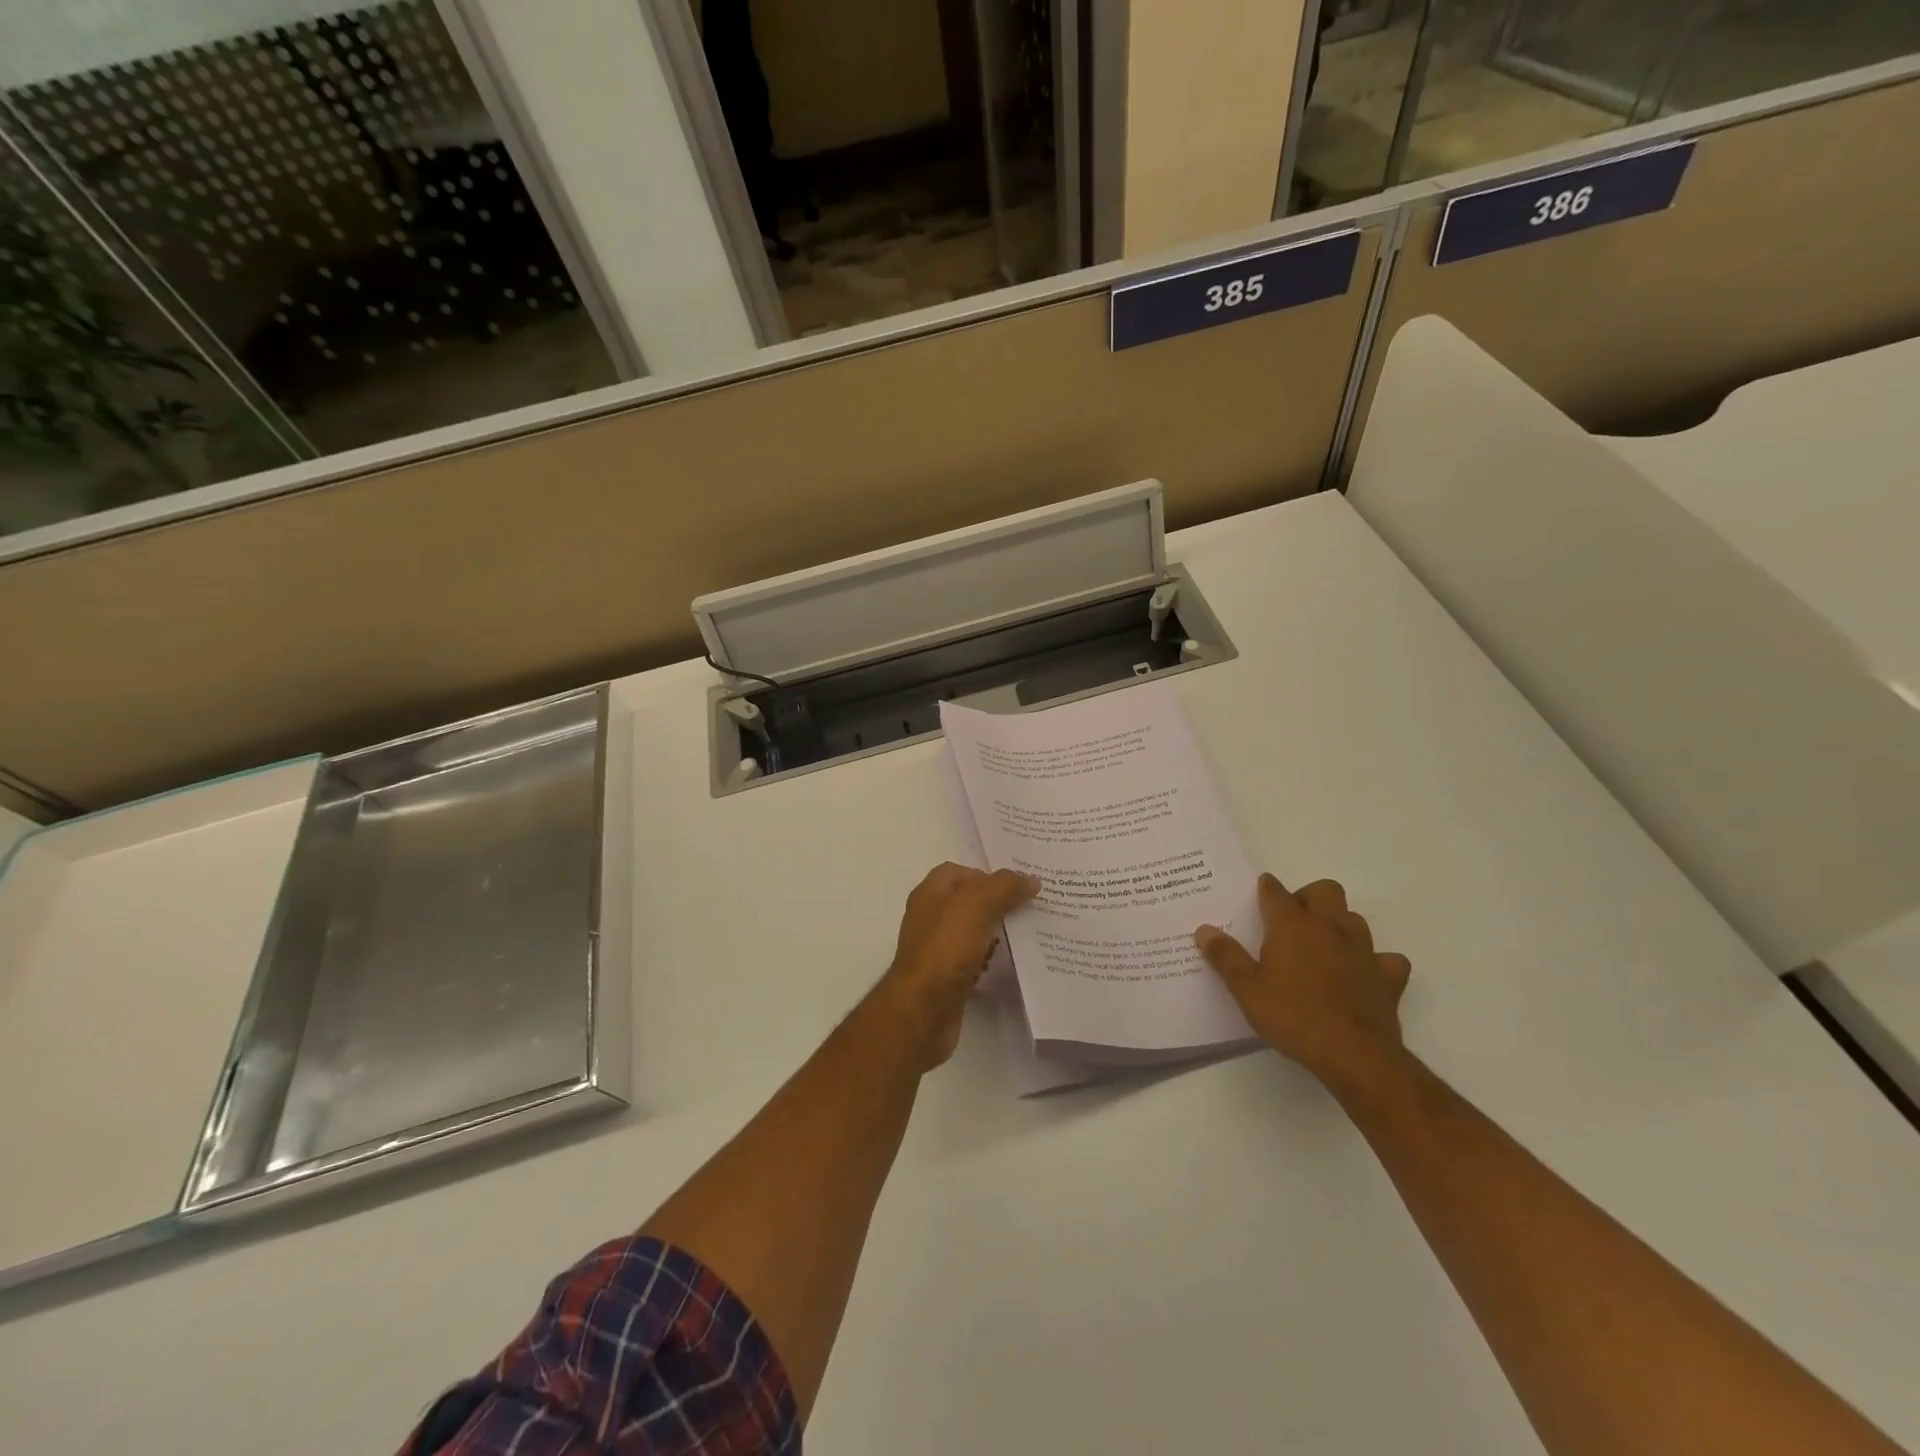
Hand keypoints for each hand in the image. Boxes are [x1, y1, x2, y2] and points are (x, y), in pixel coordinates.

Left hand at [874, 863, 1039, 1069]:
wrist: (924, 1010)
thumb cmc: (946, 948)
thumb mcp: (977, 905)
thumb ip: (1004, 887)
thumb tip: (1030, 879)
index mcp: (931, 893)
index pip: (960, 872)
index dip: (988, 875)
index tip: (1018, 887)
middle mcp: (930, 917)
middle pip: (969, 902)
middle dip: (997, 904)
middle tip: (1030, 909)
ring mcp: (937, 948)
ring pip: (973, 932)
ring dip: (996, 933)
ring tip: (1026, 936)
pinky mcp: (946, 977)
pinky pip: (973, 960)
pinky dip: (990, 960)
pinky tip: (1008, 965)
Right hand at [1194, 874, 1411, 1091]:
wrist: (1354, 1055)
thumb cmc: (1293, 1016)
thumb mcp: (1246, 990)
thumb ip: (1225, 957)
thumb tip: (1204, 930)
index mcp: (1292, 926)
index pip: (1275, 892)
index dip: (1266, 888)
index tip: (1261, 889)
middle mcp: (1330, 928)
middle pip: (1325, 891)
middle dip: (1308, 897)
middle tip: (1292, 921)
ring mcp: (1363, 951)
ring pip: (1355, 919)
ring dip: (1340, 925)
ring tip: (1323, 946)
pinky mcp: (1388, 978)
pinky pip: (1387, 959)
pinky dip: (1375, 962)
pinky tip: (1363, 975)